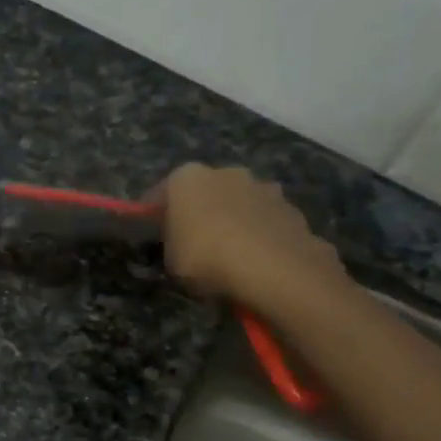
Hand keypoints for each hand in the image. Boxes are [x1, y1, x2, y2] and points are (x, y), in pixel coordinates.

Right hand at [156, 164, 348, 316]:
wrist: (273, 267)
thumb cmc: (206, 257)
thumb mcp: (171, 259)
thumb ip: (172, 243)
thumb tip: (179, 242)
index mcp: (187, 178)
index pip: (160, 193)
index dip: (153, 214)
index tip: (150, 231)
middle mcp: (225, 172)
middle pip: (204, 191)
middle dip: (198, 210)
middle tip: (192, 240)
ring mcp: (262, 187)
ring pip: (238, 203)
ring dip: (232, 220)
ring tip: (229, 252)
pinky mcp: (290, 208)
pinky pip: (264, 220)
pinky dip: (258, 233)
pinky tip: (256, 258)